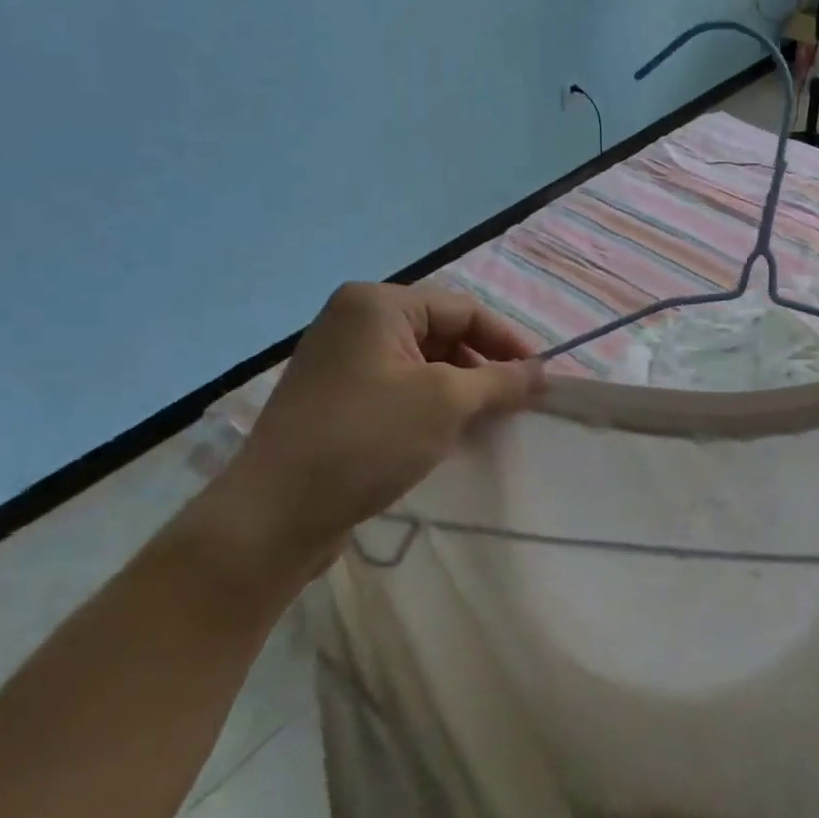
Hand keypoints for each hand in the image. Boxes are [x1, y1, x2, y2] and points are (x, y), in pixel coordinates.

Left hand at [205, 283, 540, 588]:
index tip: (542, 379)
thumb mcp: (447, 402)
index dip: (509, 342)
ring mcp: (341, 361)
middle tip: (518, 402)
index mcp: (378, 304)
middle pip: (443, 332)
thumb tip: (542, 371)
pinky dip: (431, 403)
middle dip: (484, 365)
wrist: (276, 513)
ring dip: (461, 387)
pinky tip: (450, 433)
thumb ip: (502, 380)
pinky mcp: (335, 398)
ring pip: (422, 363)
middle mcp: (355, 321)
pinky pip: (399, 387)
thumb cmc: (368, 439)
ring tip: (489, 421)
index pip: (464, 309)